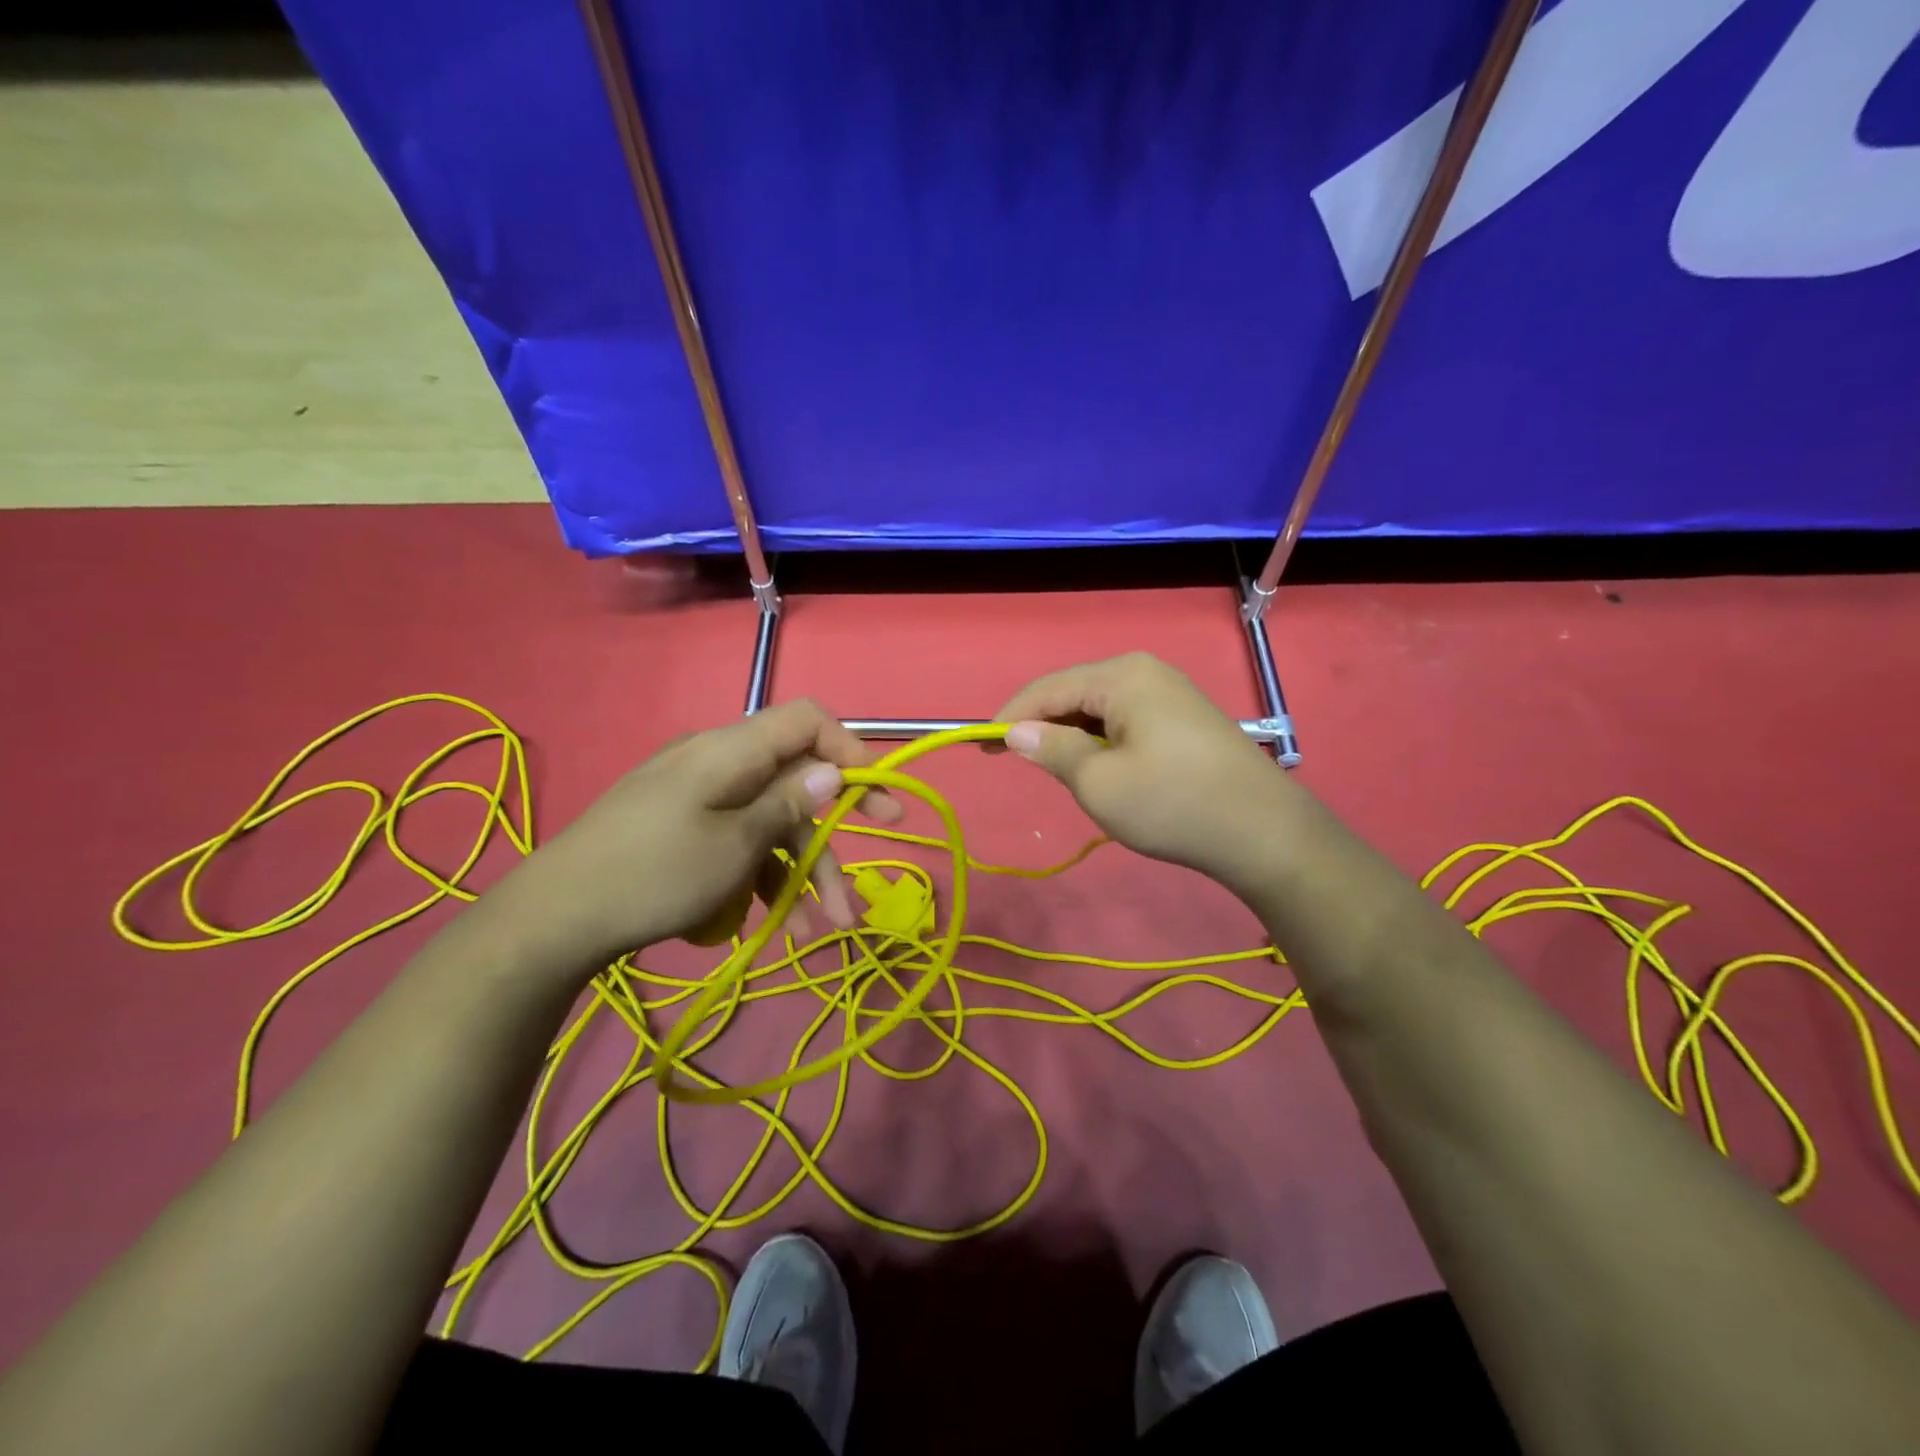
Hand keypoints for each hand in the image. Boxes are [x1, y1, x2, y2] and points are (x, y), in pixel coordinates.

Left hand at [492, 700, 900, 970]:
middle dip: (829, 841)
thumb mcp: (735, 843)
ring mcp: (697, 797)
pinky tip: (768, 921)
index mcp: (730, 750)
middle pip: (793, 786)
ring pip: (768, 823)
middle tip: (860, 882)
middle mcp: (717, 763)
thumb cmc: (654, 874)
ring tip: (819, 929)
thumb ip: (789, 803)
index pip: (806, 721)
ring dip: (798, 872)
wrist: (552, 920)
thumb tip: (833, 769)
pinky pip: (737, 839)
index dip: (849, 750)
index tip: (876, 797)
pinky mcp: (682, 828)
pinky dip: (760, 875)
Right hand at [995, 653, 1294, 895]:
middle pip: (1074, 692)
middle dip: (1041, 725)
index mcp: (1122, 676)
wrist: (1264, 832)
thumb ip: (1053, 750)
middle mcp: (1145, 671)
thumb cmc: (1172, 804)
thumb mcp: (1099, 782)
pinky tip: (1097, 766)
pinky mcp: (1184, 717)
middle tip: (1014, 761)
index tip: (980, 747)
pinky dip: (1100, 740)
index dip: (1010, 717)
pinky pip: (1125, 719)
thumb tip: (1018, 732)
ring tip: (1055, 769)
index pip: (1047, 689)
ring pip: (1099, 707)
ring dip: (1071, 734)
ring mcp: (1169, 692)